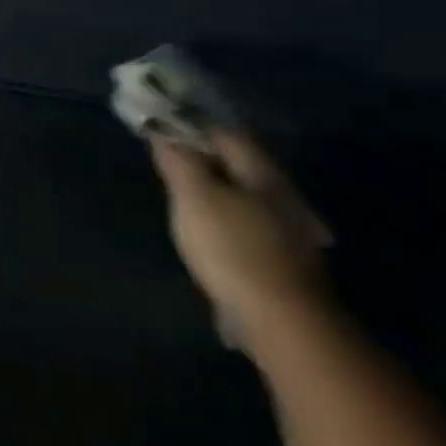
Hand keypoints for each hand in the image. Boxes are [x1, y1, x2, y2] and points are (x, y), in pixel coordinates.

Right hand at [150, 131, 331, 350]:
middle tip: (166, 163)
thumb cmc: (231, 247)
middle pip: (237, 165)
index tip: (161, 128)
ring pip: (242, 195)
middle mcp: (279, 194)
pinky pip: (245, 223)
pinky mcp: (279, 257)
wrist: (279, 318)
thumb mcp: (195, 197)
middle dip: (203, 159)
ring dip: (214, 190)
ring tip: (182, 198)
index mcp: (261, 174)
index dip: (193, 127)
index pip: (226, 134)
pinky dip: (223, 217)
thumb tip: (165, 133)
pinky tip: (206, 231)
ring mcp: (285, 228)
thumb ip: (180, 162)